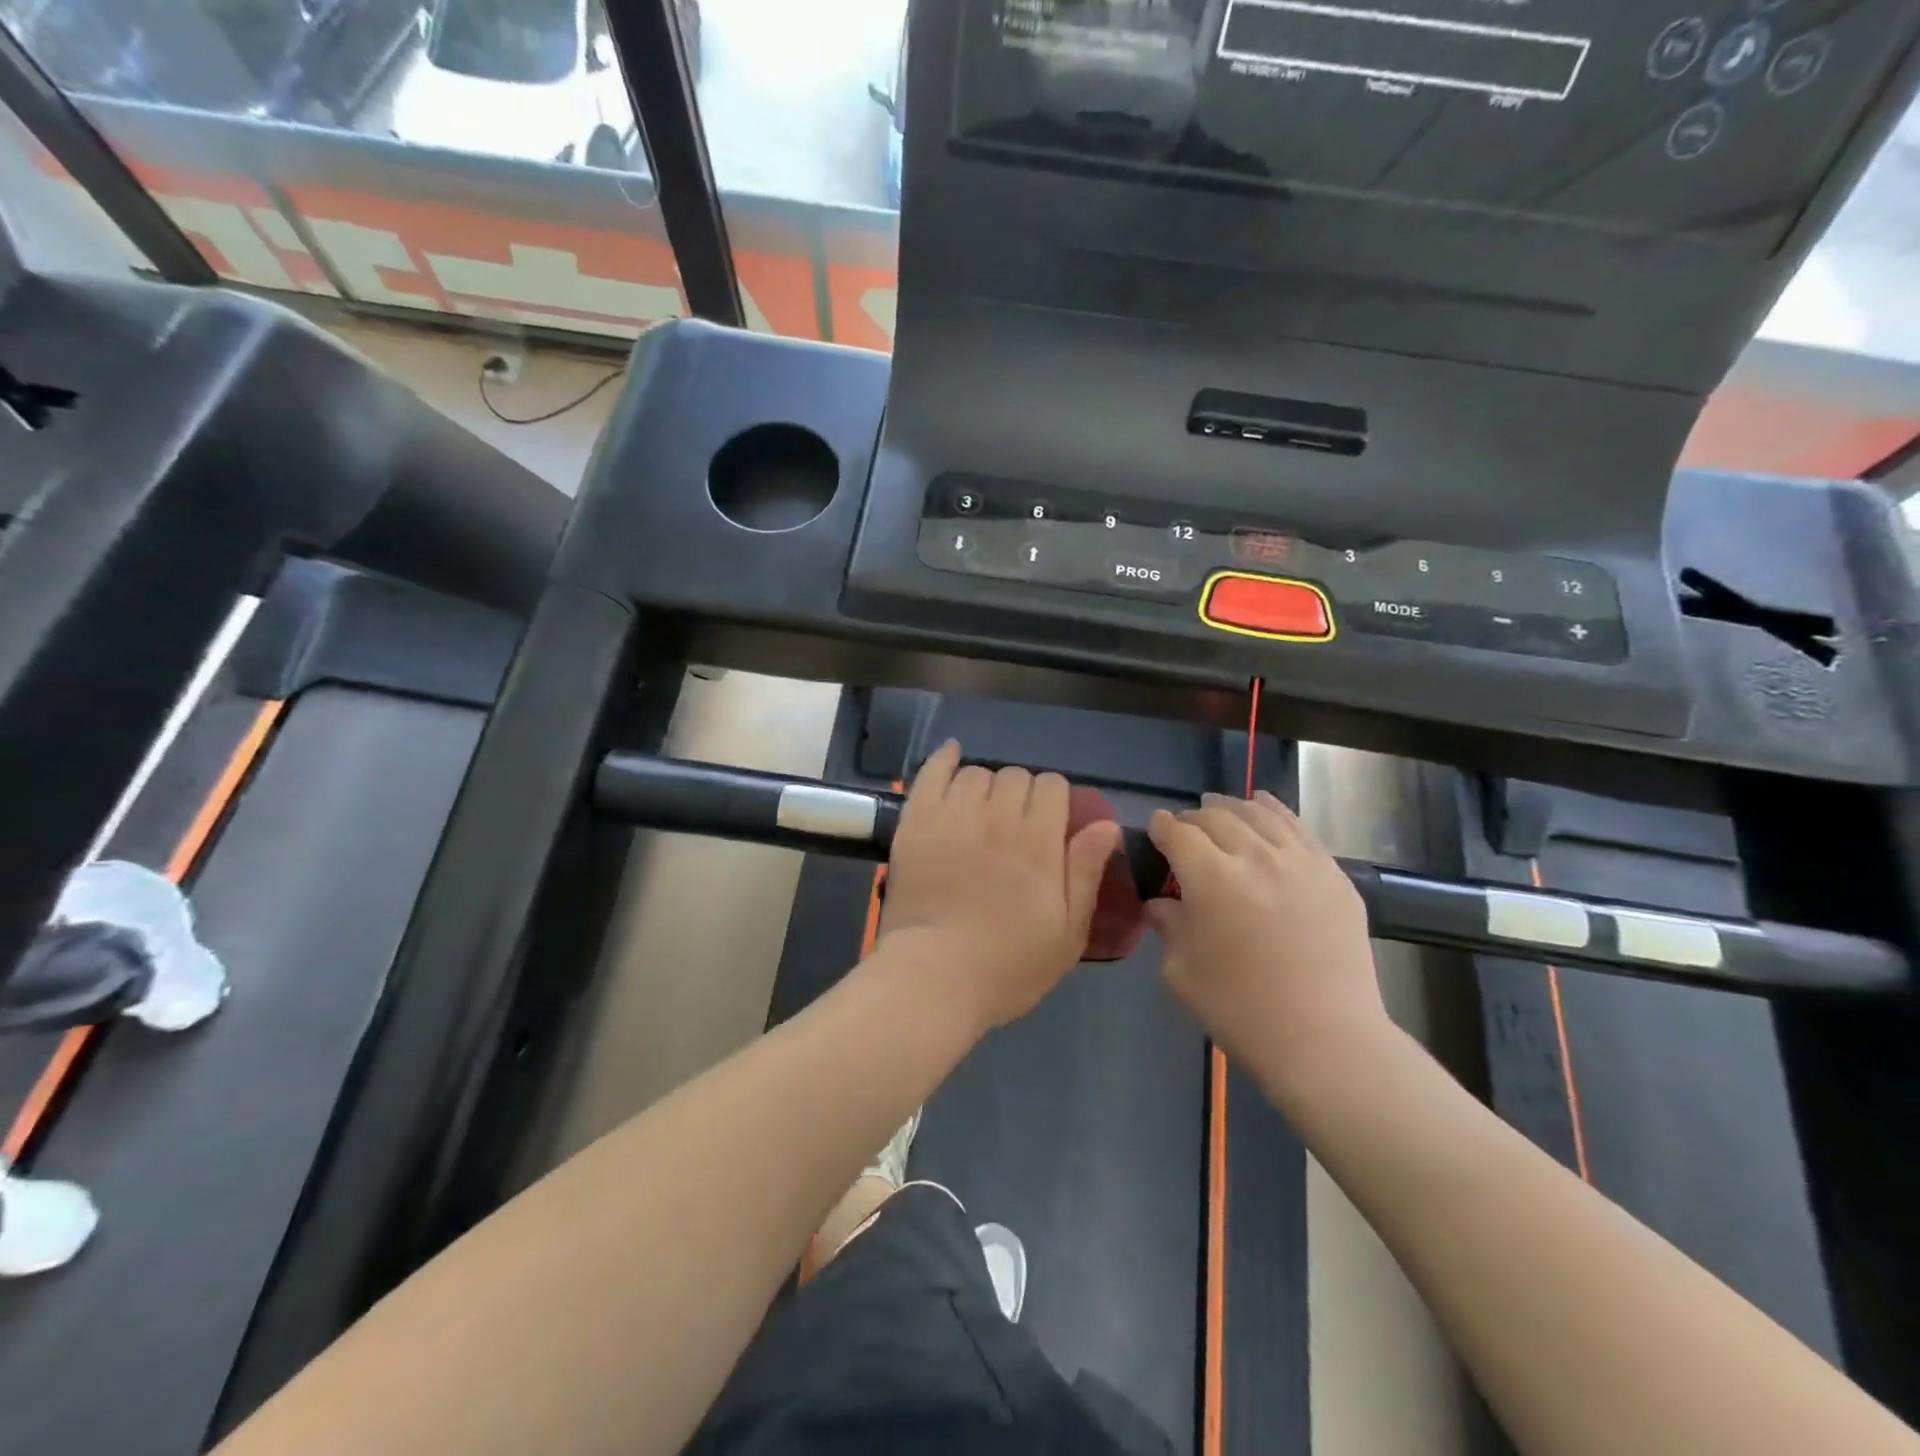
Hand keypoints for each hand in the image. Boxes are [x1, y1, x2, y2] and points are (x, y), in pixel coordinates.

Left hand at [880, 741, 1121, 1030]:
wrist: (933, 978)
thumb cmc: (1007, 965)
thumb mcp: (1067, 933)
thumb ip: (1086, 873)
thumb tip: (1106, 825)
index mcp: (1038, 841)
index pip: (1053, 786)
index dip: (1056, 800)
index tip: (1051, 824)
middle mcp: (996, 817)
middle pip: (1016, 776)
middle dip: (1023, 793)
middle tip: (1016, 826)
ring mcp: (952, 816)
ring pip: (977, 774)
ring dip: (987, 785)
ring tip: (983, 811)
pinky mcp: (916, 823)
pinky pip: (931, 774)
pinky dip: (944, 760)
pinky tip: (953, 755)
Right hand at [1147, 792, 1389, 1107]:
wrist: (1324, 1040)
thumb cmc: (1239, 1009)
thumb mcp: (1180, 971)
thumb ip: (1167, 925)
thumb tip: (1162, 903)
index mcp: (1210, 877)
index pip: (1177, 833)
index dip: (1161, 828)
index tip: (1155, 832)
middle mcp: (1254, 856)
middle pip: (1216, 817)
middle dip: (1193, 818)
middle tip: (1185, 831)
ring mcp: (1300, 861)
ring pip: (1258, 814)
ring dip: (1232, 808)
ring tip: (1220, 809)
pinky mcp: (1333, 874)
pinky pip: (1299, 828)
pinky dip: (1274, 811)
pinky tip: (1265, 809)